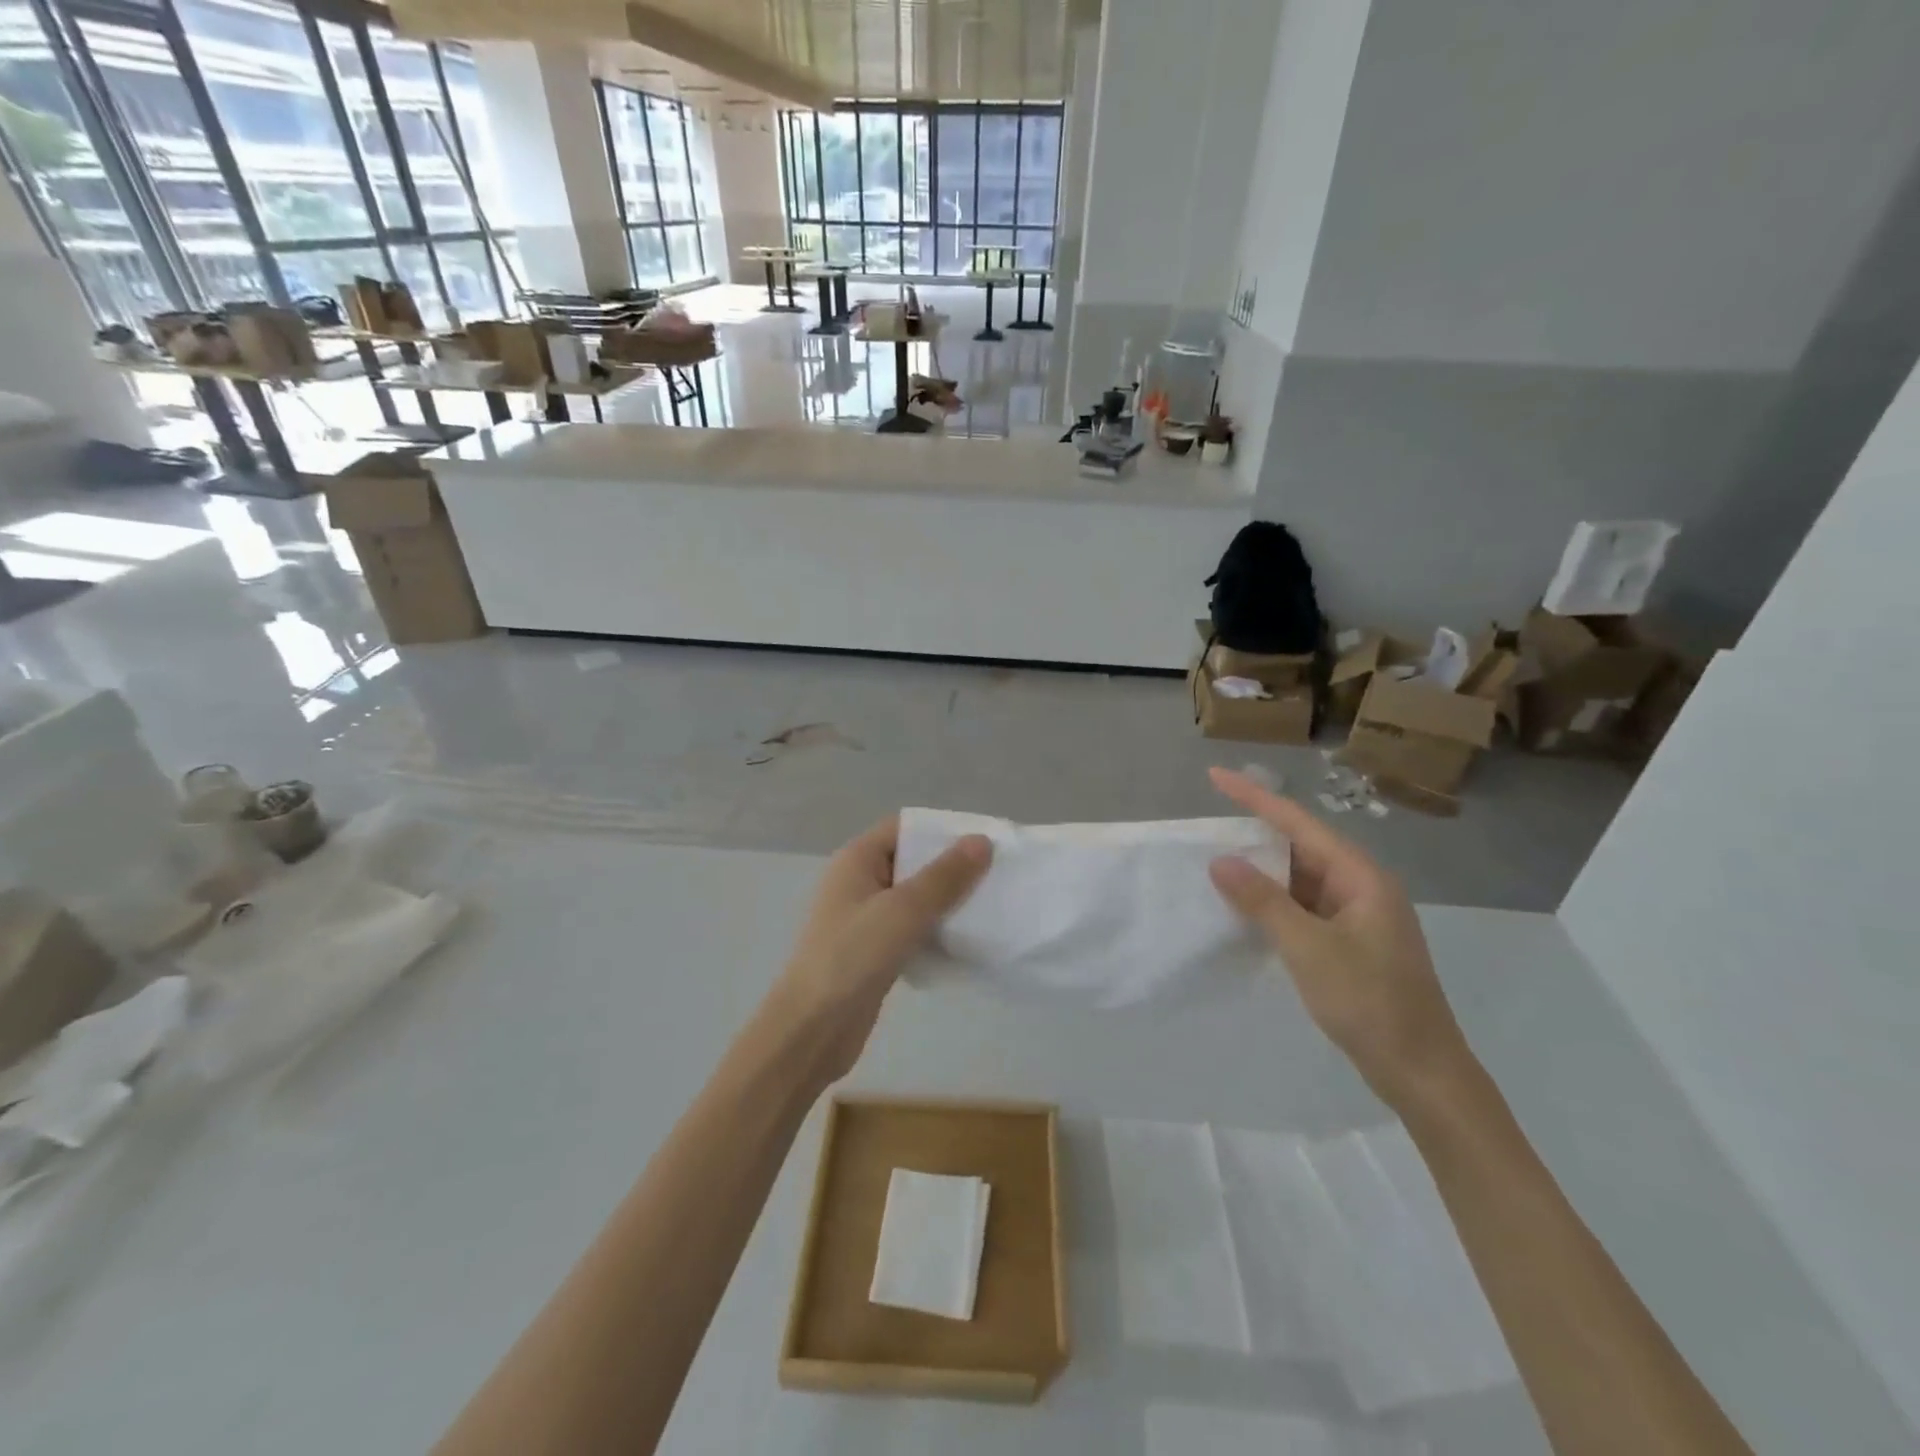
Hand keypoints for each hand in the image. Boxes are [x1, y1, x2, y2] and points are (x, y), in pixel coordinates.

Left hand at [768, 817, 991, 1086]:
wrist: (812, 1030)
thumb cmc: (852, 957)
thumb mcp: (902, 910)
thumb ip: (944, 876)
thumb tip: (981, 841)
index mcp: (857, 860)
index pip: (904, 828)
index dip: (942, 830)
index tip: (984, 841)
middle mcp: (859, 883)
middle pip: (912, 862)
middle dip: (952, 867)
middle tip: (996, 875)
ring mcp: (865, 920)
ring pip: (915, 899)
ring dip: (947, 902)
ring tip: (991, 906)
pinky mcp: (874, 952)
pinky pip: (912, 930)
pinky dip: (936, 931)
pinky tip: (966, 942)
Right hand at [1206, 767, 1477, 1112]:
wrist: (1421, 1072)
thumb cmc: (1369, 1002)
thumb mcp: (1308, 948)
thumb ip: (1262, 901)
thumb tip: (1220, 861)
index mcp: (1361, 877)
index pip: (1299, 824)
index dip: (1255, 797)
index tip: (1215, 777)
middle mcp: (1361, 887)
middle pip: (1300, 847)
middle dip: (1255, 835)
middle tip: (1208, 826)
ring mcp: (1357, 916)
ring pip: (1300, 880)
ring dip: (1261, 873)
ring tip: (1216, 863)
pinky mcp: (1349, 942)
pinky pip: (1303, 907)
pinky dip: (1273, 903)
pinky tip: (1245, 908)